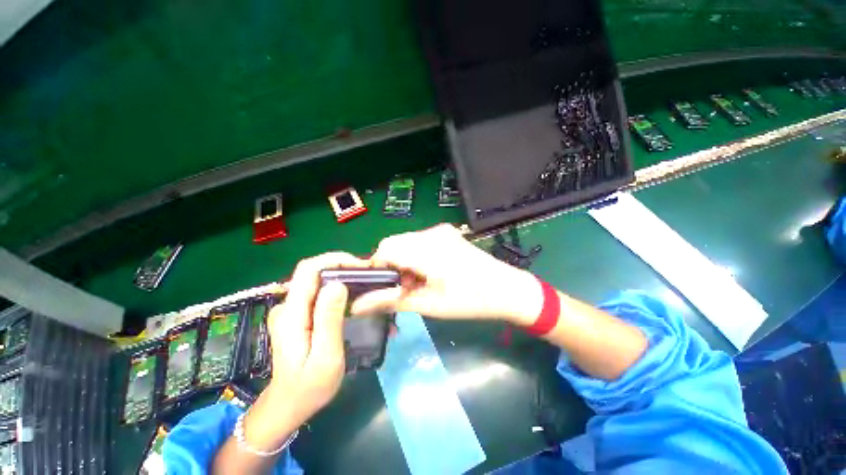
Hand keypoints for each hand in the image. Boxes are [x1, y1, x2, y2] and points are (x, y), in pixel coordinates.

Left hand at [265, 252, 367, 431]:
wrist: (290, 404)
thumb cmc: (310, 386)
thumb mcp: (325, 355)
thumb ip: (329, 319)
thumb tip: (337, 284)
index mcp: (291, 314)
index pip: (308, 270)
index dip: (334, 260)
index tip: (360, 266)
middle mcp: (287, 305)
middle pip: (315, 272)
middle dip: (343, 268)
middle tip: (369, 277)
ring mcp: (292, 309)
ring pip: (318, 281)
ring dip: (343, 278)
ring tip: (366, 286)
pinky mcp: (298, 314)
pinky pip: (319, 293)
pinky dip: (338, 290)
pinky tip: (353, 298)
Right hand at [351, 224, 541, 324]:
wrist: (506, 288)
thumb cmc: (469, 300)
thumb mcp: (428, 304)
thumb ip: (391, 301)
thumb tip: (357, 306)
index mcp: (427, 249)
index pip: (385, 248)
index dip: (377, 267)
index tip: (382, 286)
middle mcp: (432, 233)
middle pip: (394, 242)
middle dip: (390, 264)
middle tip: (402, 286)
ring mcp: (441, 230)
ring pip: (406, 241)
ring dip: (403, 259)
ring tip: (417, 281)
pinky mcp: (448, 233)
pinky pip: (420, 240)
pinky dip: (415, 254)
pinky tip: (428, 270)